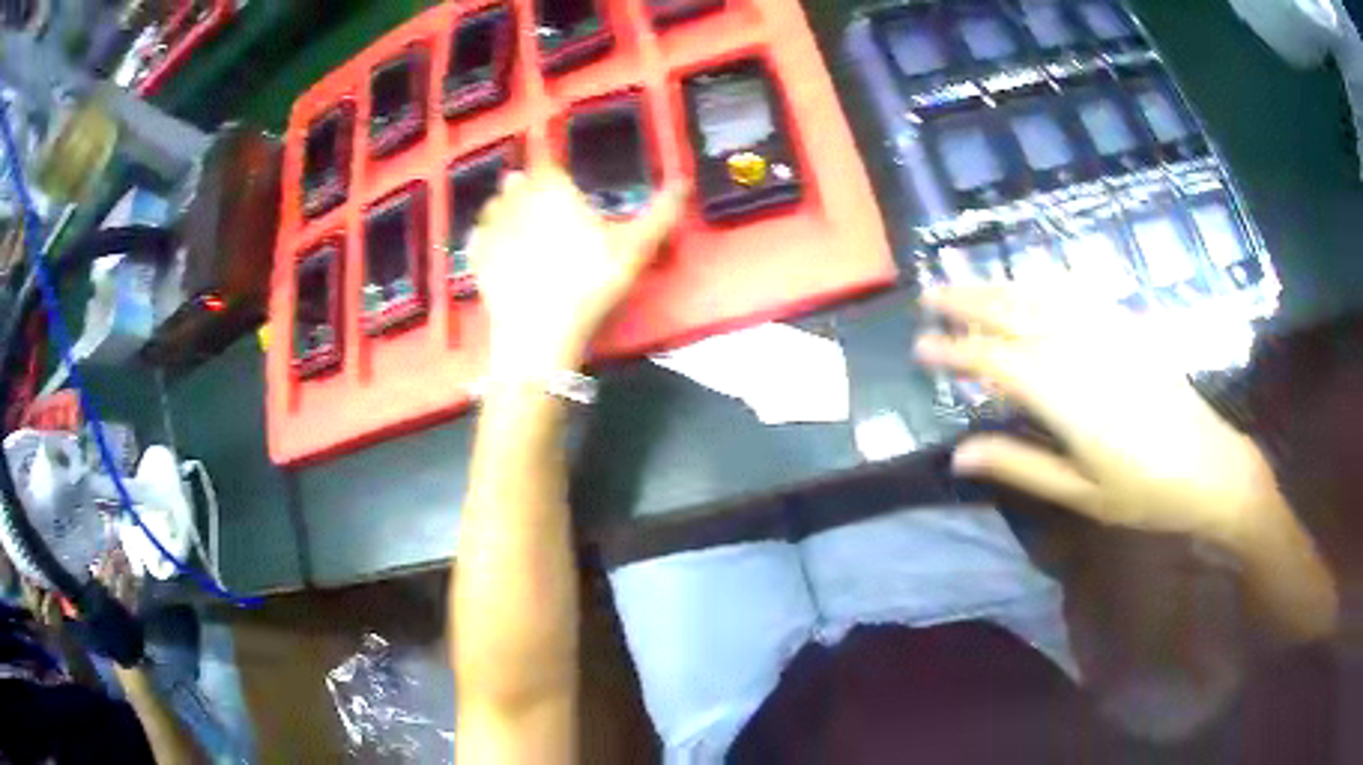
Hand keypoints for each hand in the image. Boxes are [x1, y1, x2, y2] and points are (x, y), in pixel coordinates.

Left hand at [469, 166, 685, 378]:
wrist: (539, 330)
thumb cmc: (588, 281)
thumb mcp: (635, 248)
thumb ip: (661, 213)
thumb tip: (685, 181)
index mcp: (552, 190)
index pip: (546, 163)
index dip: (552, 166)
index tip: (558, 173)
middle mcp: (516, 201)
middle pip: (516, 181)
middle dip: (527, 184)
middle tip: (540, 196)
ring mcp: (491, 230)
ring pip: (493, 205)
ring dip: (503, 205)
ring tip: (517, 215)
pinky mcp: (476, 260)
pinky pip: (477, 237)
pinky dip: (484, 235)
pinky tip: (493, 244)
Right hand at [915, 285, 1274, 548]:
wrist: (1208, 466)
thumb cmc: (1143, 491)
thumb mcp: (1077, 491)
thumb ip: (1018, 464)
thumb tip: (959, 454)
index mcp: (1064, 394)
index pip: (994, 360)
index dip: (954, 351)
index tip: (921, 347)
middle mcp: (1079, 348)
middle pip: (1013, 312)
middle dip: (967, 300)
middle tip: (929, 295)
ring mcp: (1106, 329)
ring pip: (1041, 294)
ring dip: (999, 285)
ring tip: (967, 282)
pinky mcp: (1127, 325)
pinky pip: (1077, 291)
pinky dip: (1045, 282)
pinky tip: (1032, 281)